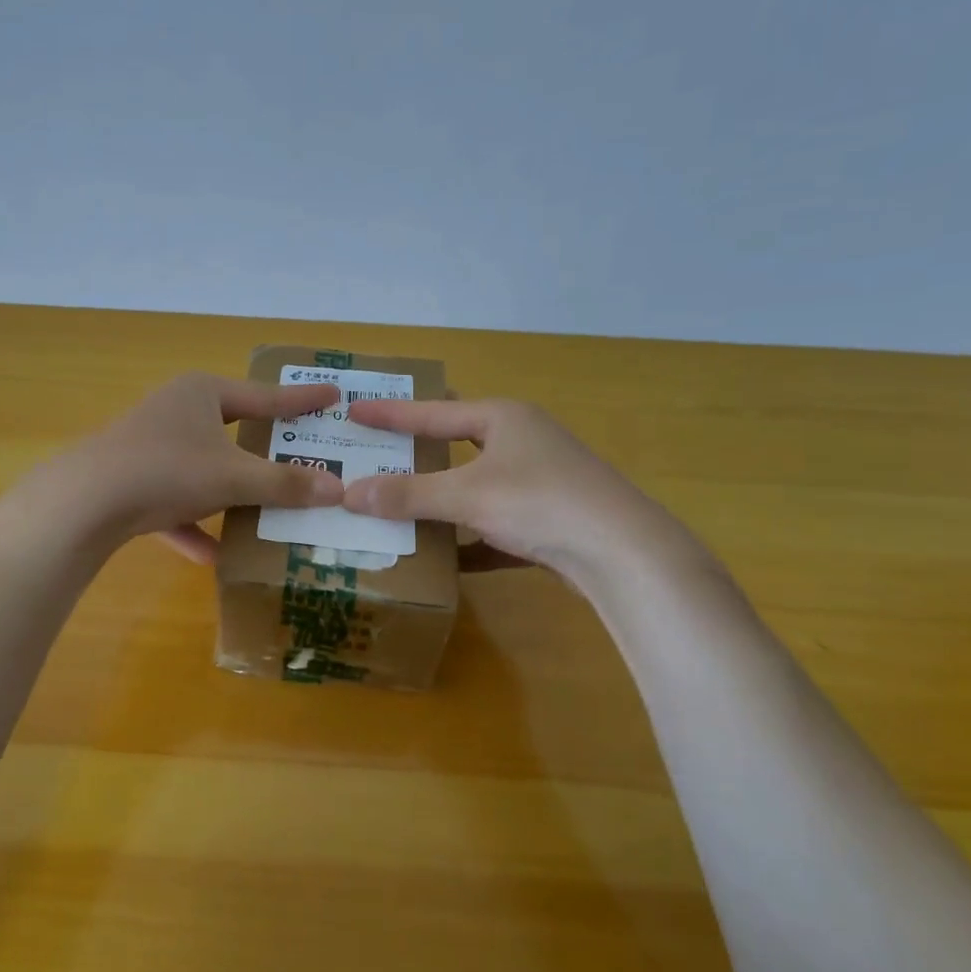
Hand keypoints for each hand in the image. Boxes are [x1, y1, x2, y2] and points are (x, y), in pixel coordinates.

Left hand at [10, 372, 345, 560]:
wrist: (85, 501)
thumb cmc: (168, 470)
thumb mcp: (234, 478)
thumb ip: (284, 485)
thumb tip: (337, 490)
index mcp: (202, 393)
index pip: (265, 397)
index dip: (302, 400)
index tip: (335, 395)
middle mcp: (176, 411)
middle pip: (233, 432)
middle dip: (264, 454)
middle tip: (302, 460)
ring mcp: (150, 446)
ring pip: (203, 470)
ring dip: (231, 495)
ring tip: (266, 514)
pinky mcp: (131, 481)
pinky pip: (174, 502)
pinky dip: (193, 526)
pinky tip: (213, 556)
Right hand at [342, 398, 707, 588]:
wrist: (623, 553)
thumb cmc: (540, 503)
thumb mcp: (466, 496)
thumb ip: (407, 494)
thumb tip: (348, 493)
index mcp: (503, 419)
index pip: (432, 412)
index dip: (390, 414)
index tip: (352, 411)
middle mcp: (522, 441)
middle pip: (456, 444)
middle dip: (418, 452)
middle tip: (376, 454)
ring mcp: (539, 481)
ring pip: (476, 487)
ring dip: (441, 499)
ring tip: (401, 506)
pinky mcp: (549, 520)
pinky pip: (495, 526)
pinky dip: (470, 540)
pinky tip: (446, 560)